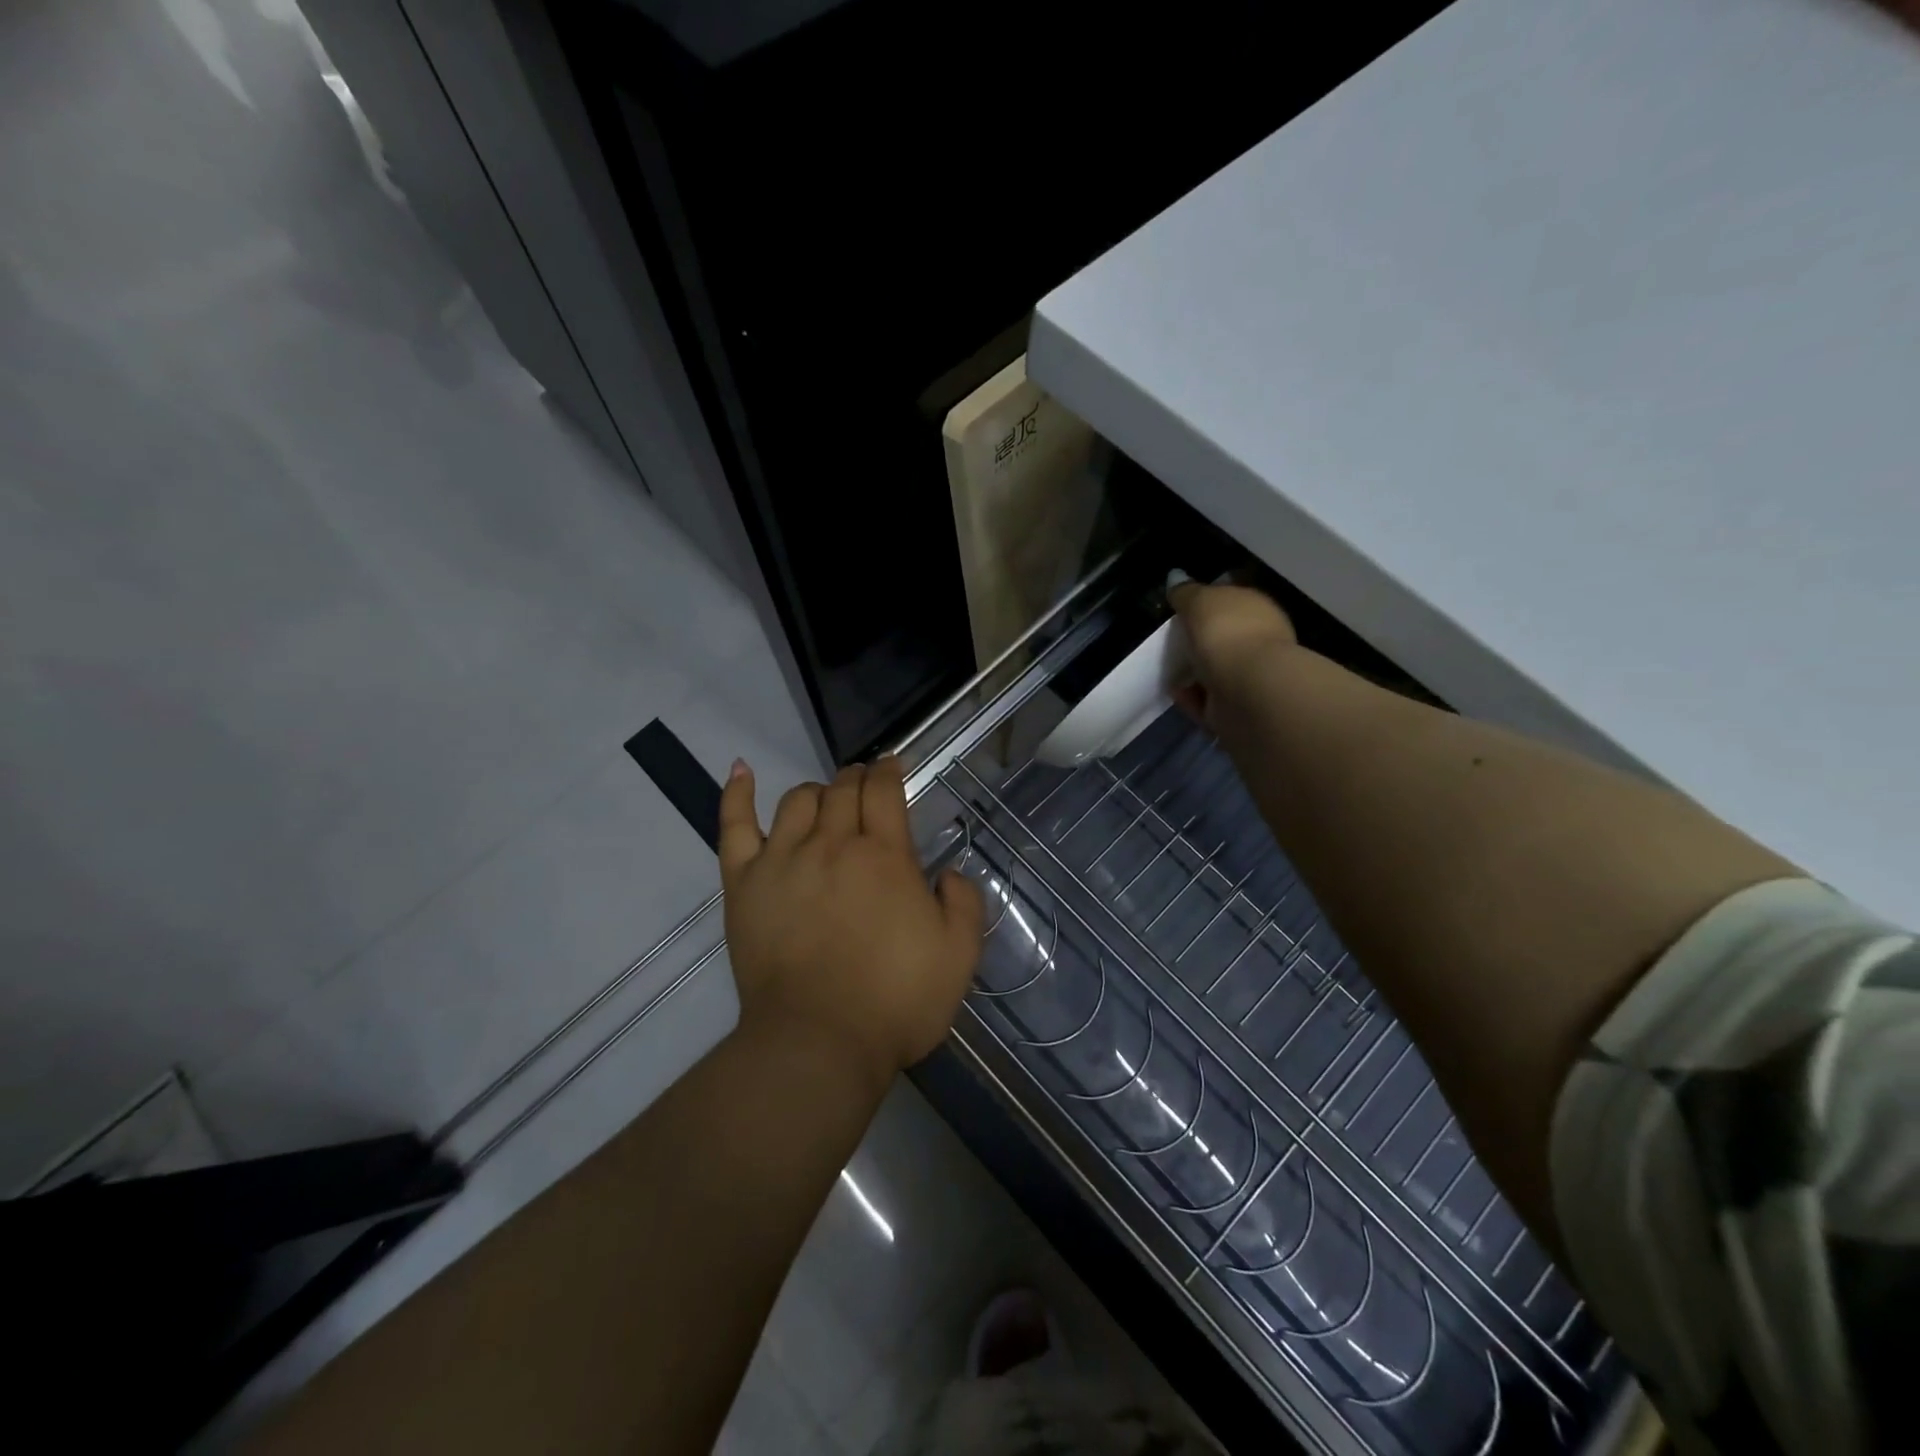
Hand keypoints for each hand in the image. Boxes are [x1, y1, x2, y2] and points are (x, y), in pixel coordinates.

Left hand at [718, 756, 985, 1085]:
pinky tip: (740, 771)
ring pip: (797, 800)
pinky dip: (737, 793)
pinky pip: (734, 825)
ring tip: (825, 803)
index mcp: (884, 856)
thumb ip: (964, 904)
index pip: (883, 791)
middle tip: (864, 789)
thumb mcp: (958, 956)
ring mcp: (782, 859)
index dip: (888, 772)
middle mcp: (832, 844)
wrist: (819, 1043)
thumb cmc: (895, 1002)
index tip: (892, 768)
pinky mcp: (743, 882)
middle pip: (842, 789)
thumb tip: (950, 873)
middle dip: (857, 779)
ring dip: (817, 792)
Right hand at [1168, 579, 1297, 730]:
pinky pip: (1208, 700)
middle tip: (1172, 642)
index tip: (1182, 610)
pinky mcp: (1238, 708)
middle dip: (1201, 642)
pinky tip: (1177, 692)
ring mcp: (1251, 677)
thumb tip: (1176, 578)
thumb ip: (1186, 592)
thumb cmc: (1226, 633)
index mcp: (1257, 608)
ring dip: (1194, 673)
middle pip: (1225, 638)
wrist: (1248, 690)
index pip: (1233, 601)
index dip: (1208, 604)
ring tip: (1170, 670)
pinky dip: (1192, 697)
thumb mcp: (1199, 600)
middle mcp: (1260, 640)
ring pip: (1217, 671)